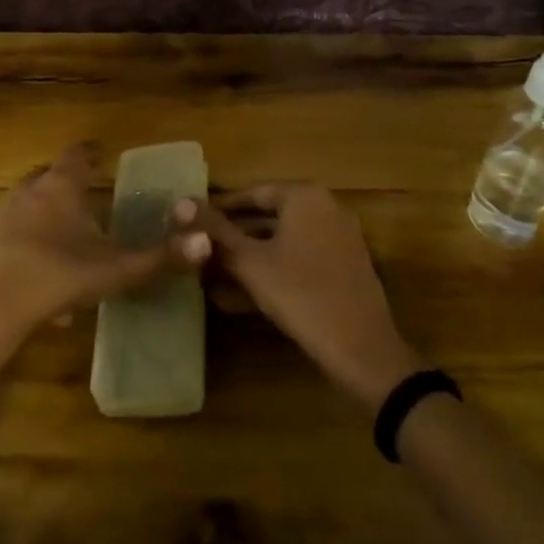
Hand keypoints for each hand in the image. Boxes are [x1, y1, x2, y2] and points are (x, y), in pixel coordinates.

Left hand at [0, 145, 209, 383]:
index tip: (100, 158)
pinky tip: (30, 287)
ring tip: (60, 254)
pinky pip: (4, 240)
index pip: (77, 154)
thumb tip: (207, 240)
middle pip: (47, 178)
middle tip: (83, 206)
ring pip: (24, 210)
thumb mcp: (114, 271)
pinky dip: (19, 252)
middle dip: (64, 188)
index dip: (90, 154)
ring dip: (41, 223)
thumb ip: (160, 258)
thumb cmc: (55, 277)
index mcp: (61, 188)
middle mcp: (26, 191)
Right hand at [179, 184, 421, 408]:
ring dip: (252, 255)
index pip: (252, 193)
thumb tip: (180, 202)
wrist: (363, 351)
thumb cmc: (301, 296)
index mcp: (305, 196)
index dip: (220, 209)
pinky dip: (276, 267)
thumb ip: (216, 232)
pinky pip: (302, 256)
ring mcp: (340, 236)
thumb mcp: (251, 263)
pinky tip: (248, 293)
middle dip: (235, 235)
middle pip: (269, 215)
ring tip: (217, 274)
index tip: (193, 224)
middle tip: (202, 251)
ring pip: (284, 239)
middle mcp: (326, 206)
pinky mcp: (346, 265)